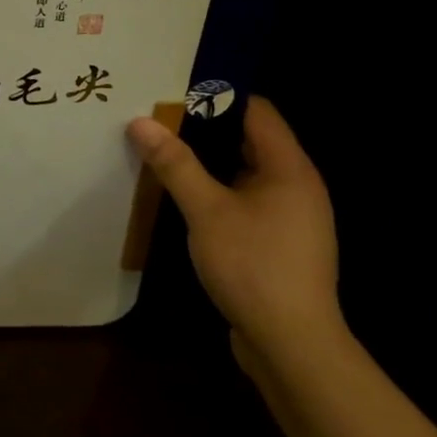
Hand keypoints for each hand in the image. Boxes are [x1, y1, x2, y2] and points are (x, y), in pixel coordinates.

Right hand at [128, 96, 342, 370]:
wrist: (292, 346)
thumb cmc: (253, 266)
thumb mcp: (206, 210)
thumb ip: (175, 163)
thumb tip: (140, 121)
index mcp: (289, 168)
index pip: (256, 111)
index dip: (217, 95)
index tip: (172, 90)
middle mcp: (296, 185)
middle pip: (249, 139)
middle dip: (203, 127)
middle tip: (157, 117)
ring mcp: (290, 216)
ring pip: (244, 172)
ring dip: (207, 161)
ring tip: (162, 150)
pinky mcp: (278, 242)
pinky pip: (244, 200)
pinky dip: (216, 190)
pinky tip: (182, 195)